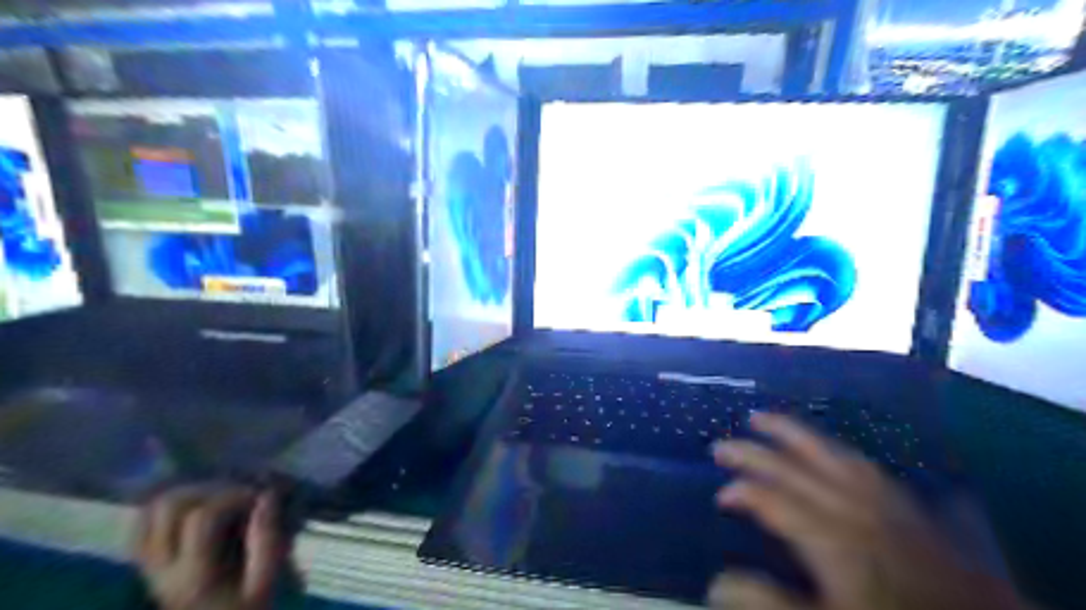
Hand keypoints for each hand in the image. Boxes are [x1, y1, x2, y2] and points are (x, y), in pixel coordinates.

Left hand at [132, 485, 288, 609]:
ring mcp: (148, 565)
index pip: (203, 517)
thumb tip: (267, 496)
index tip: (262, 496)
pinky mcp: (147, 562)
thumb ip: (268, 541)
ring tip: (221, 497)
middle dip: (211, 490)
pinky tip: (198, 507)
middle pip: (170, 507)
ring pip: (151, 510)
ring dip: (189, 493)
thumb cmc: (248, 606)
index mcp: (193, 577)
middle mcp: (162, 569)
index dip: (235, 496)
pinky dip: (169, 506)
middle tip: (240, 494)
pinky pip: (143, 522)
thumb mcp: (266, 581)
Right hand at [704, 410, 1028, 608]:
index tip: (720, 497)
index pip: (772, 500)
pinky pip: (856, 459)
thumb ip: (770, 601)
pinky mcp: (900, 498)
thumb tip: (716, 582)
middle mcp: (850, 506)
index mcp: (831, 538)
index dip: (742, 492)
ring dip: (788, 432)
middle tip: (720, 446)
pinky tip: (820, 443)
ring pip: (824, 451)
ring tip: (760, 418)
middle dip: (752, 453)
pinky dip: (829, 445)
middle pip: (792, 467)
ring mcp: (878, 497)